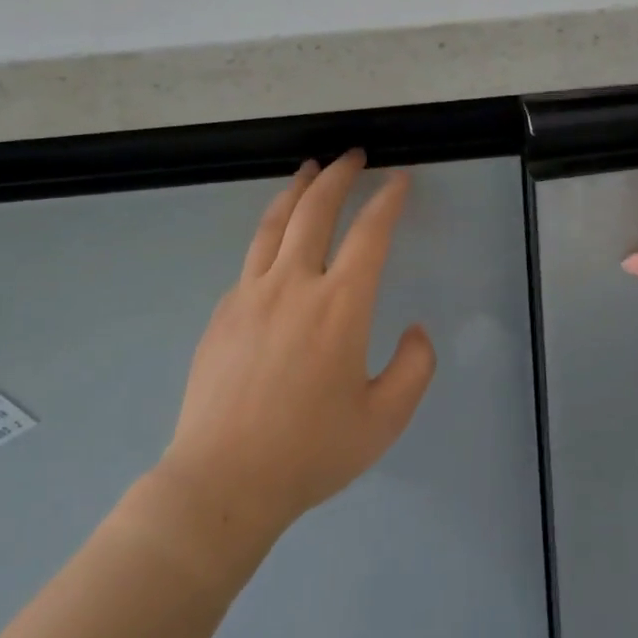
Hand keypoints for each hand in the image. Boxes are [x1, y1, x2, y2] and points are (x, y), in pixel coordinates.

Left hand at [154, 151, 436, 554]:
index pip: (370, 234)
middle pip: (315, 211)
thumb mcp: (385, 419)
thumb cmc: (311, 452)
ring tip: (309, 170)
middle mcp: (293, 287)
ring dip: (296, 190)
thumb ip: (414, 368)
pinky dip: (271, 234)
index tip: (399, 180)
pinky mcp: (222, 313)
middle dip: (338, 176)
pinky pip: (250, 259)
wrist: (222, 482)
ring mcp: (249, 296)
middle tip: (353, 155)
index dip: (388, 201)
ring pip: (274, 224)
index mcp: (340, 307)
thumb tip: (416, 329)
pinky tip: (277, 242)